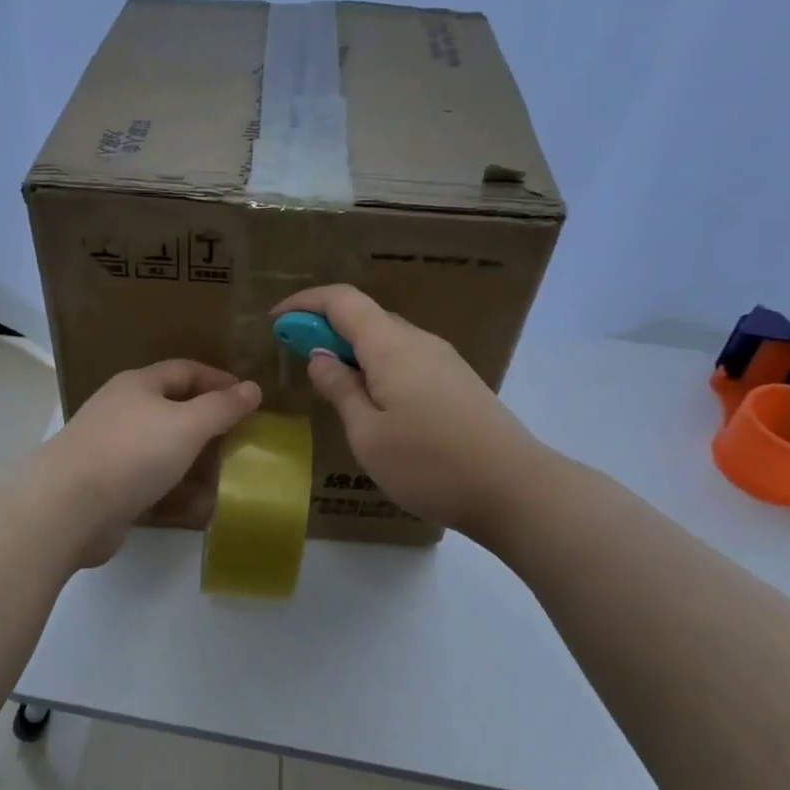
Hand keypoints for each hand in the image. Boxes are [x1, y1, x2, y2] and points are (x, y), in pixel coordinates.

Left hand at [37, 360, 261, 567]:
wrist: (68, 508)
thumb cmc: (132, 452)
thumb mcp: (187, 424)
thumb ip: (222, 407)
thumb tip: (252, 388)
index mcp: (138, 386)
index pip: (185, 371)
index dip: (220, 381)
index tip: (251, 399)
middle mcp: (123, 412)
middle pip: (174, 411)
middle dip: (210, 425)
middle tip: (245, 441)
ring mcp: (113, 451)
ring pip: (164, 450)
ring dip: (197, 462)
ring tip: (231, 476)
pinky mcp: (110, 488)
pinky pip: (153, 484)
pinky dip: (178, 492)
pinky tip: (202, 506)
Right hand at [271, 285, 536, 544]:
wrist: (514, 489)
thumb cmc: (429, 464)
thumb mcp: (368, 433)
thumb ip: (340, 389)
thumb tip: (319, 355)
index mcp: (392, 346)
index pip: (343, 301)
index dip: (305, 303)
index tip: (276, 321)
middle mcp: (420, 342)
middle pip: (366, 316)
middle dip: (325, 326)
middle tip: (295, 354)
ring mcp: (444, 361)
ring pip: (388, 339)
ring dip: (353, 348)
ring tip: (329, 381)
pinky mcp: (457, 383)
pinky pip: (406, 359)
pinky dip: (377, 366)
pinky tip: (371, 400)